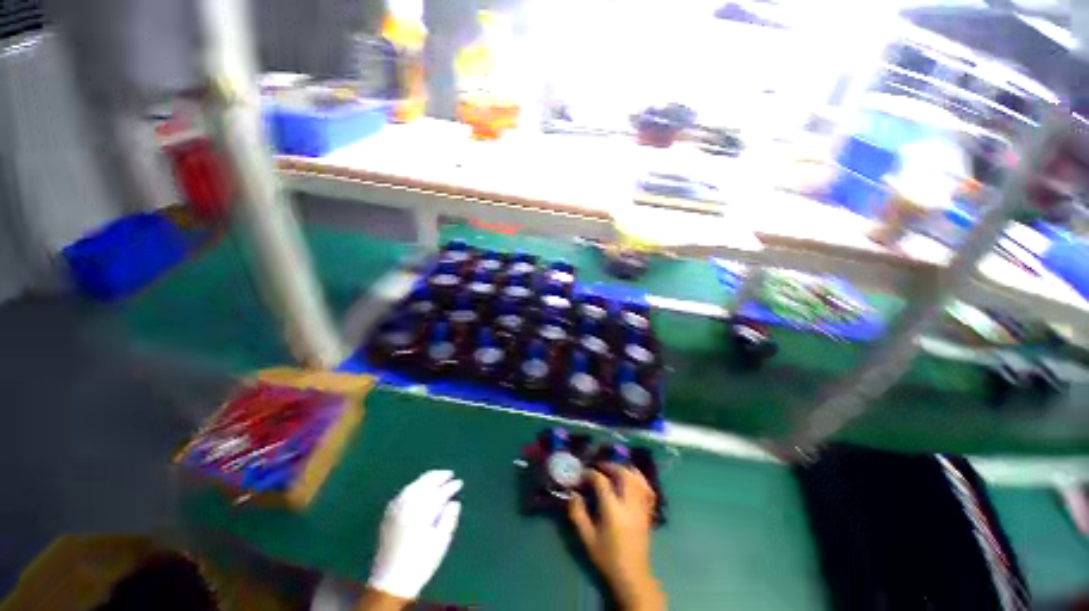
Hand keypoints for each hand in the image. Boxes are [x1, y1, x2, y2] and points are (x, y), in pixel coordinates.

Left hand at [367, 470, 461, 601]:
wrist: (389, 583)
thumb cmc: (419, 564)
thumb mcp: (440, 543)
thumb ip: (448, 519)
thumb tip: (454, 502)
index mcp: (420, 513)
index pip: (438, 493)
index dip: (450, 487)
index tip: (459, 483)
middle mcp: (406, 507)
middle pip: (423, 484)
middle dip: (437, 477)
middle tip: (450, 474)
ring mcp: (395, 510)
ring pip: (413, 486)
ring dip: (426, 479)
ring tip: (437, 477)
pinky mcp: (388, 516)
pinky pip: (403, 493)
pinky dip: (413, 486)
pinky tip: (419, 488)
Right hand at [568, 464, 664, 610]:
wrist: (632, 575)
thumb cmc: (607, 557)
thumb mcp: (587, 537)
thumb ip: (578, 513)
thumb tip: (573, 493)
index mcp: (613, 509)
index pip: (601, 481)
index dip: (590, 473)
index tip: (582, 474)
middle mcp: (629, 503)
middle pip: (622, 473)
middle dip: (609, 466)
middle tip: (598, 467)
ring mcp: (641, 506)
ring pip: (637, 477)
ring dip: (624, 468)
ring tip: (613, 469)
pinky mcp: (648, 511)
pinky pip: (647, 488)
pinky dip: (639, 479)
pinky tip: (631, 478)